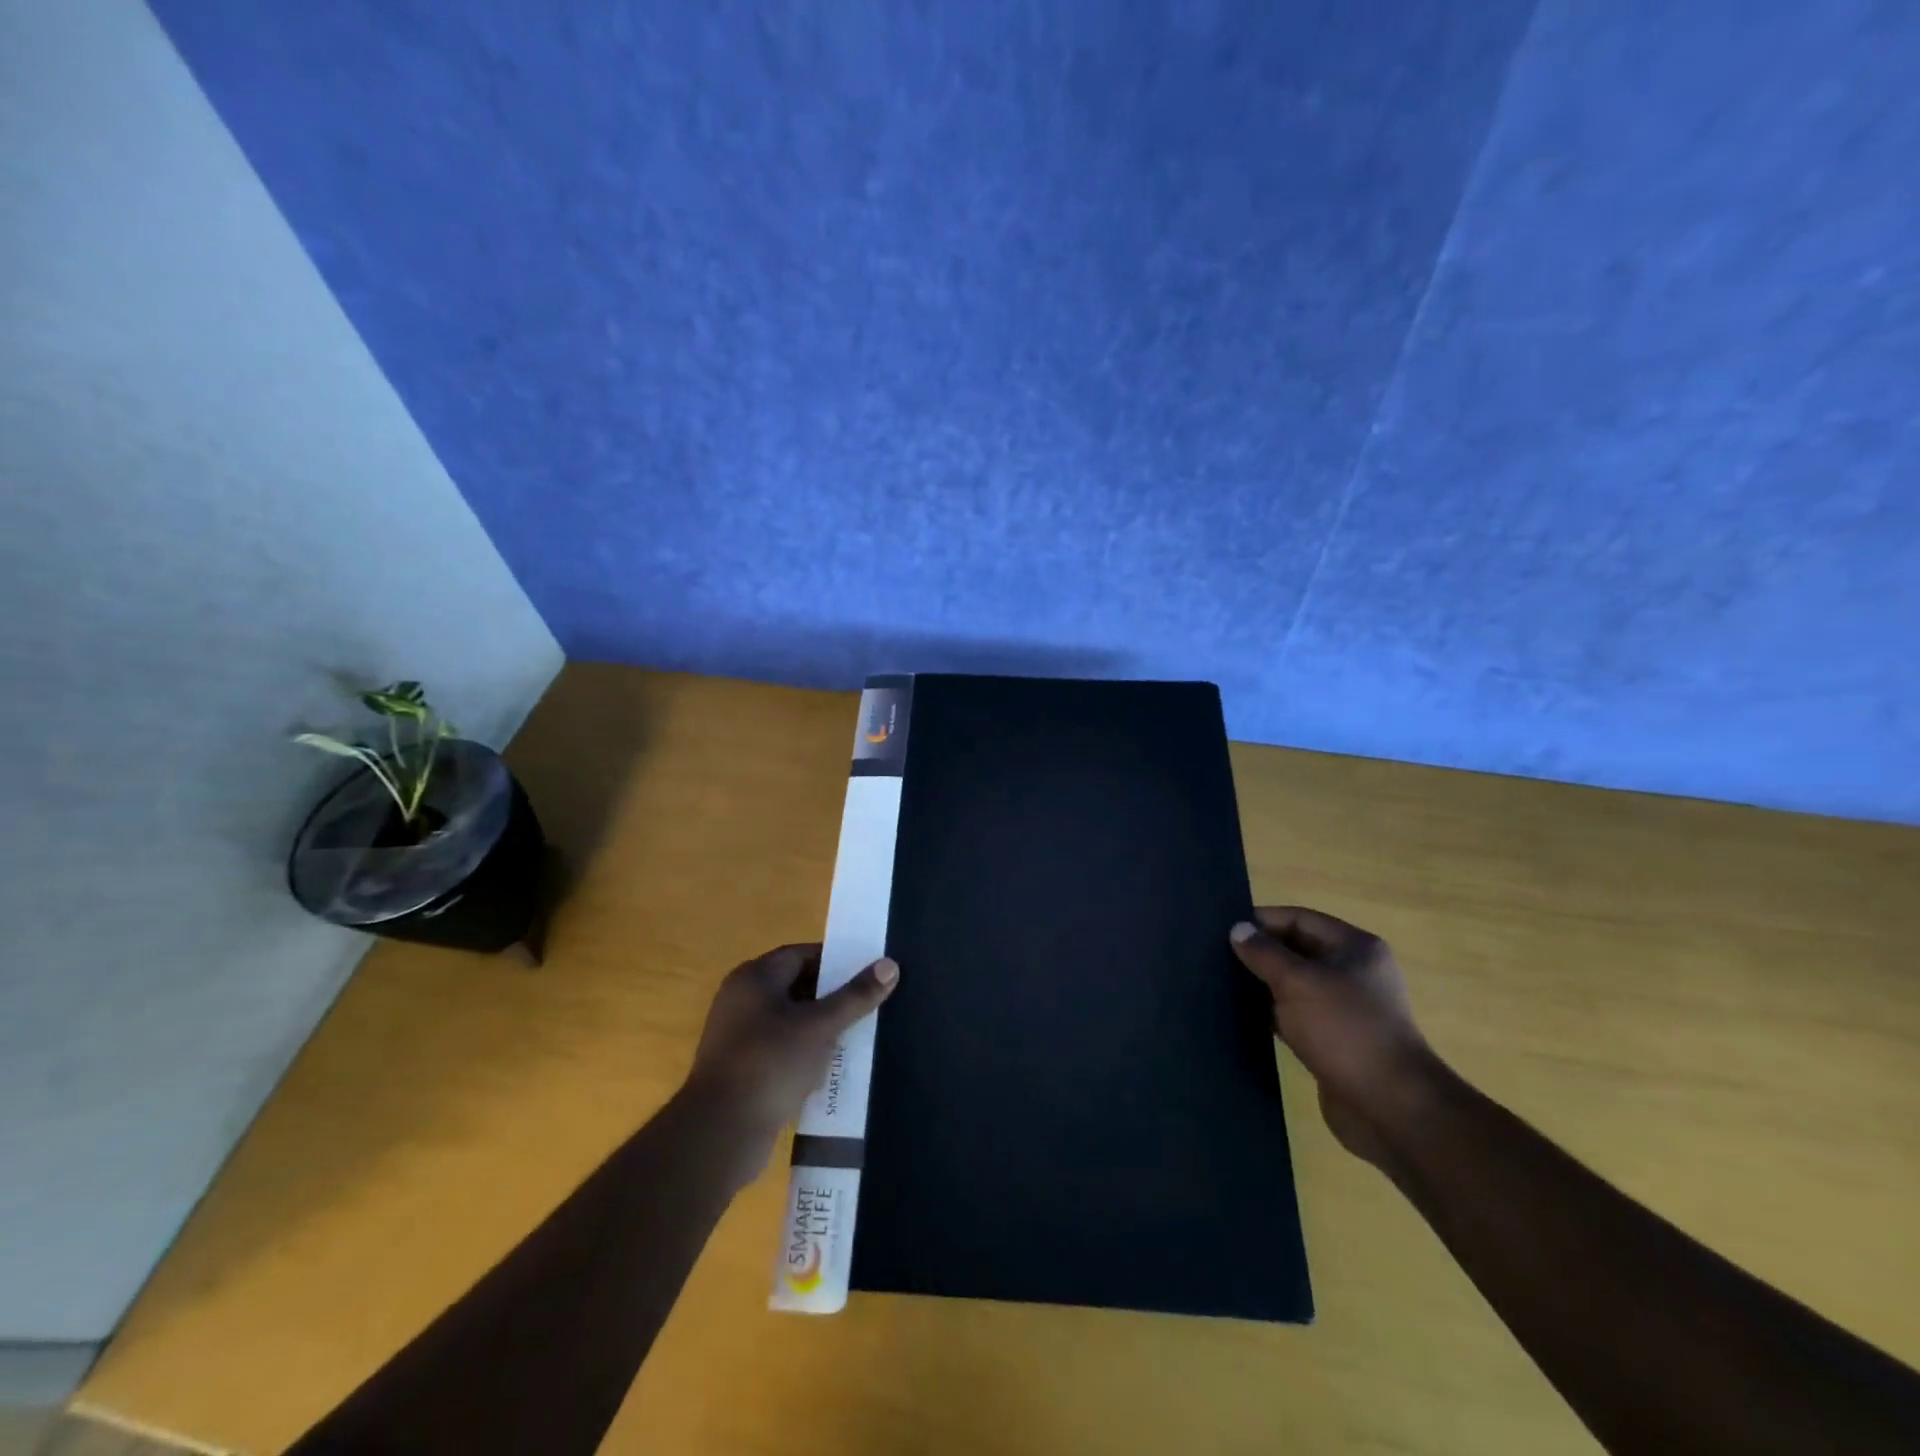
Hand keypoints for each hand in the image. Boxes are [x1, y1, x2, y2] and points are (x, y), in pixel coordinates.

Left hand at [684, 943, 898, 1158]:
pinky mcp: (744, 1070)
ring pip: (792, 1022)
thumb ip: (855, 996)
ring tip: (860, 1035)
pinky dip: (806, 1055)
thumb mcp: (820, 1026)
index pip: (801, 954)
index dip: (836, 961)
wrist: (720, 1134)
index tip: (868, 972)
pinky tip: (833, 1068)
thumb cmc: (770, 1063)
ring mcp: (739, 1037)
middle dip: (833, 997)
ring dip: (822, 1029)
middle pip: (797, 987)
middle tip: (870, 1003)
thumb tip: (890, 964)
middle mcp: (742, 1000)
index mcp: (754, 978)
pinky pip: (783, 1051)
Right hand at [1230, 907, 1433, 1166]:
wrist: (1391, 1108)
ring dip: (1262, 984)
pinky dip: (1271, 1013)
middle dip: (1259, 952)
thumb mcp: (1297, 982)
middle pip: (1296, 949)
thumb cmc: (1345, 1030)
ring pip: (1294, 984)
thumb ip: (1264, 953)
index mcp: (1355, 948)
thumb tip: (1238, 929)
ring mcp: (1346, 1008)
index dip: (1261, 920)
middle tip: (1215, 955)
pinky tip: (1241, 1015)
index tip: (1222, 929)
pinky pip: (1296, 1015)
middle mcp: (1353, 972)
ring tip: (1221, 982)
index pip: (1299, 918)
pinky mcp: (1335, 1040)